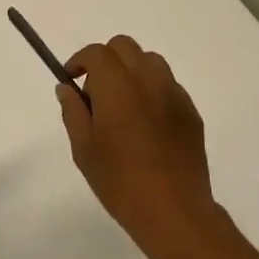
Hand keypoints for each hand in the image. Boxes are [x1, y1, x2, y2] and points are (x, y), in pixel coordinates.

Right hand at [57, 36, 224, 258]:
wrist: (174, 211)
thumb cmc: (120, 181)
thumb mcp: (84, 149)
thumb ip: (73, 111)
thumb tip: (67, 88)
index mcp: (118, 85)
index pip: (97, 52)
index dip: (80, 60)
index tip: (71, 78)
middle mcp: (148, 79)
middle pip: (125, 47)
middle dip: (106, 60)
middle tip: (95, 92)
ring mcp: (174, 93)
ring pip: (150, 61)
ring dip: (131, 71)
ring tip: (123, 105)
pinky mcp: (191, 111)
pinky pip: (168, 85)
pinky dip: (152, 90)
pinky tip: (146, 124)